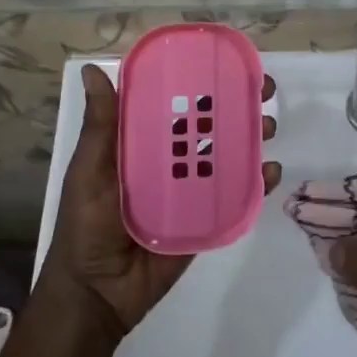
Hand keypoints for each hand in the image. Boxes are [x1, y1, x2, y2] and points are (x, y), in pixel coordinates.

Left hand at [38, 64, 279, 344]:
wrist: (97, 293)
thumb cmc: (86, 225)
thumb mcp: (90, 170)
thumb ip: (100, 125)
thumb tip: (91, 69)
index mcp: (140, 145)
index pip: (173, 104)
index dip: (198, 83)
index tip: (223, 62)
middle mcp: (168, 162)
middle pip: (207, 126)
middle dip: (236, 106)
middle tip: (260, 89)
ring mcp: (190, 192)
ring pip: (226, 157)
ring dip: (250, 137)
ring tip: (269, 125)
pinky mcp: (206, 220)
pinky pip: (234, 198)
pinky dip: (255, 183)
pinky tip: (270, 170)